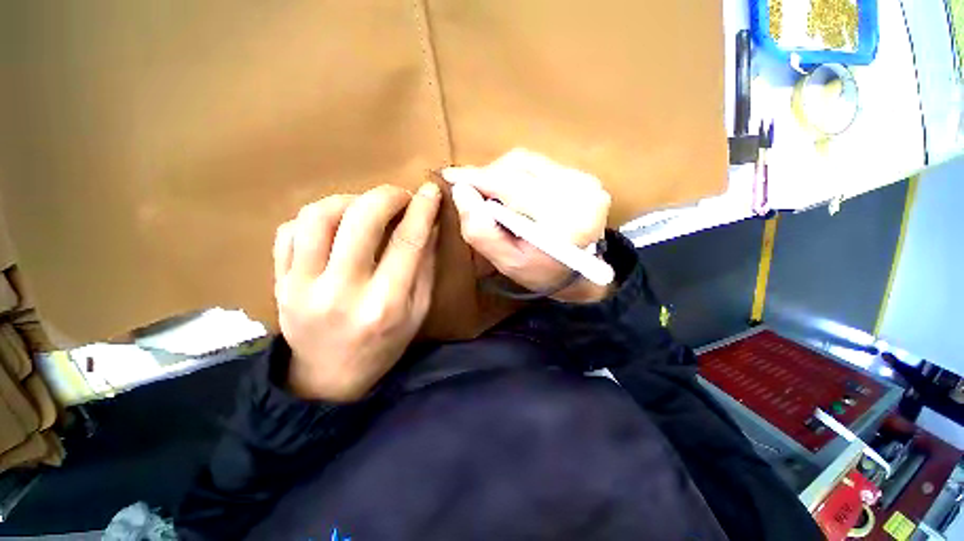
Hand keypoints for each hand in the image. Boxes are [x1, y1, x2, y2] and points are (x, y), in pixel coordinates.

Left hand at [273, 183, 440, 401]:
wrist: (328, 378)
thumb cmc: (383, 346)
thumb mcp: (417, 312)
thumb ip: (425, 268)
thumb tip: (430, 226)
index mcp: (385, 304)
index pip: (407, 241)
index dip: (422, 210)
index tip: (430, 191)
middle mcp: (342, 291)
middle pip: (361, 220)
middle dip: (386, 196)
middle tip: (400, 196)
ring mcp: (301, 286)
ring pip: (318, 217)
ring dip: (348, 201)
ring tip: (364, 209)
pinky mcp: (278, 283)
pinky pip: (289, 231)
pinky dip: (315, 219)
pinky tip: (334, 228)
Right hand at [442, 149, 611, 302]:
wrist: (581, 274)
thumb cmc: (541, 273)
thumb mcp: (507, 262)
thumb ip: (481, 231)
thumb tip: (461, 191)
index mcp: (563, 221)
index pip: (512, 186)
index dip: (479, 178)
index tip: (452, 176)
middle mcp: (580, 194)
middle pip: (519, 166)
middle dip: (489, 176)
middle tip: (474, 193)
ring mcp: (587, 182)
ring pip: (527, 162)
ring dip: (503, 175)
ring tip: (495, 197)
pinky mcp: (586, 177)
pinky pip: (540, 165)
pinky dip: (520, 176)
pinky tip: (517, 195)